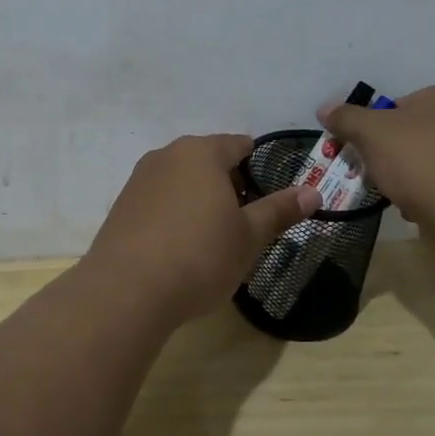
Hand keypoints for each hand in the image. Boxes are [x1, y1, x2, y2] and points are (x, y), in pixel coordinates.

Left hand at [85, 134, 320, 326]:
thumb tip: (313, 192)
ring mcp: (139, 179)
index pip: (240, 144)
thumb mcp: (248, 237)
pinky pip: (158, 200)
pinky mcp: (121, 206)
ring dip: (200, 200)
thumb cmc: (199, 257)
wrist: (126, 290)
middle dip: (229, 185)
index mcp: (202, 152)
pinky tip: (178, 248)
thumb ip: (279, 211)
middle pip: (208, 160)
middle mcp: (167, 155)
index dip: (259, 167)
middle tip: (244, 224)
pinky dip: (174, 214)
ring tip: (212, 239)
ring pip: (181, 180)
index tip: (268, 199)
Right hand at [317, 84, 434, 238]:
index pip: (400, 105)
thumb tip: (325, 109)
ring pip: (428, 163)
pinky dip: (430, 197)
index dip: (375, 128)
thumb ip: (346, 118)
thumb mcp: (371, 132)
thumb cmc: (420, 159)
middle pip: (414, 135)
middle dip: (391, 156)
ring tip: (398, 196)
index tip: (363, 149)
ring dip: (409, 179)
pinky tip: (420, 210)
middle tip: (375, 174)